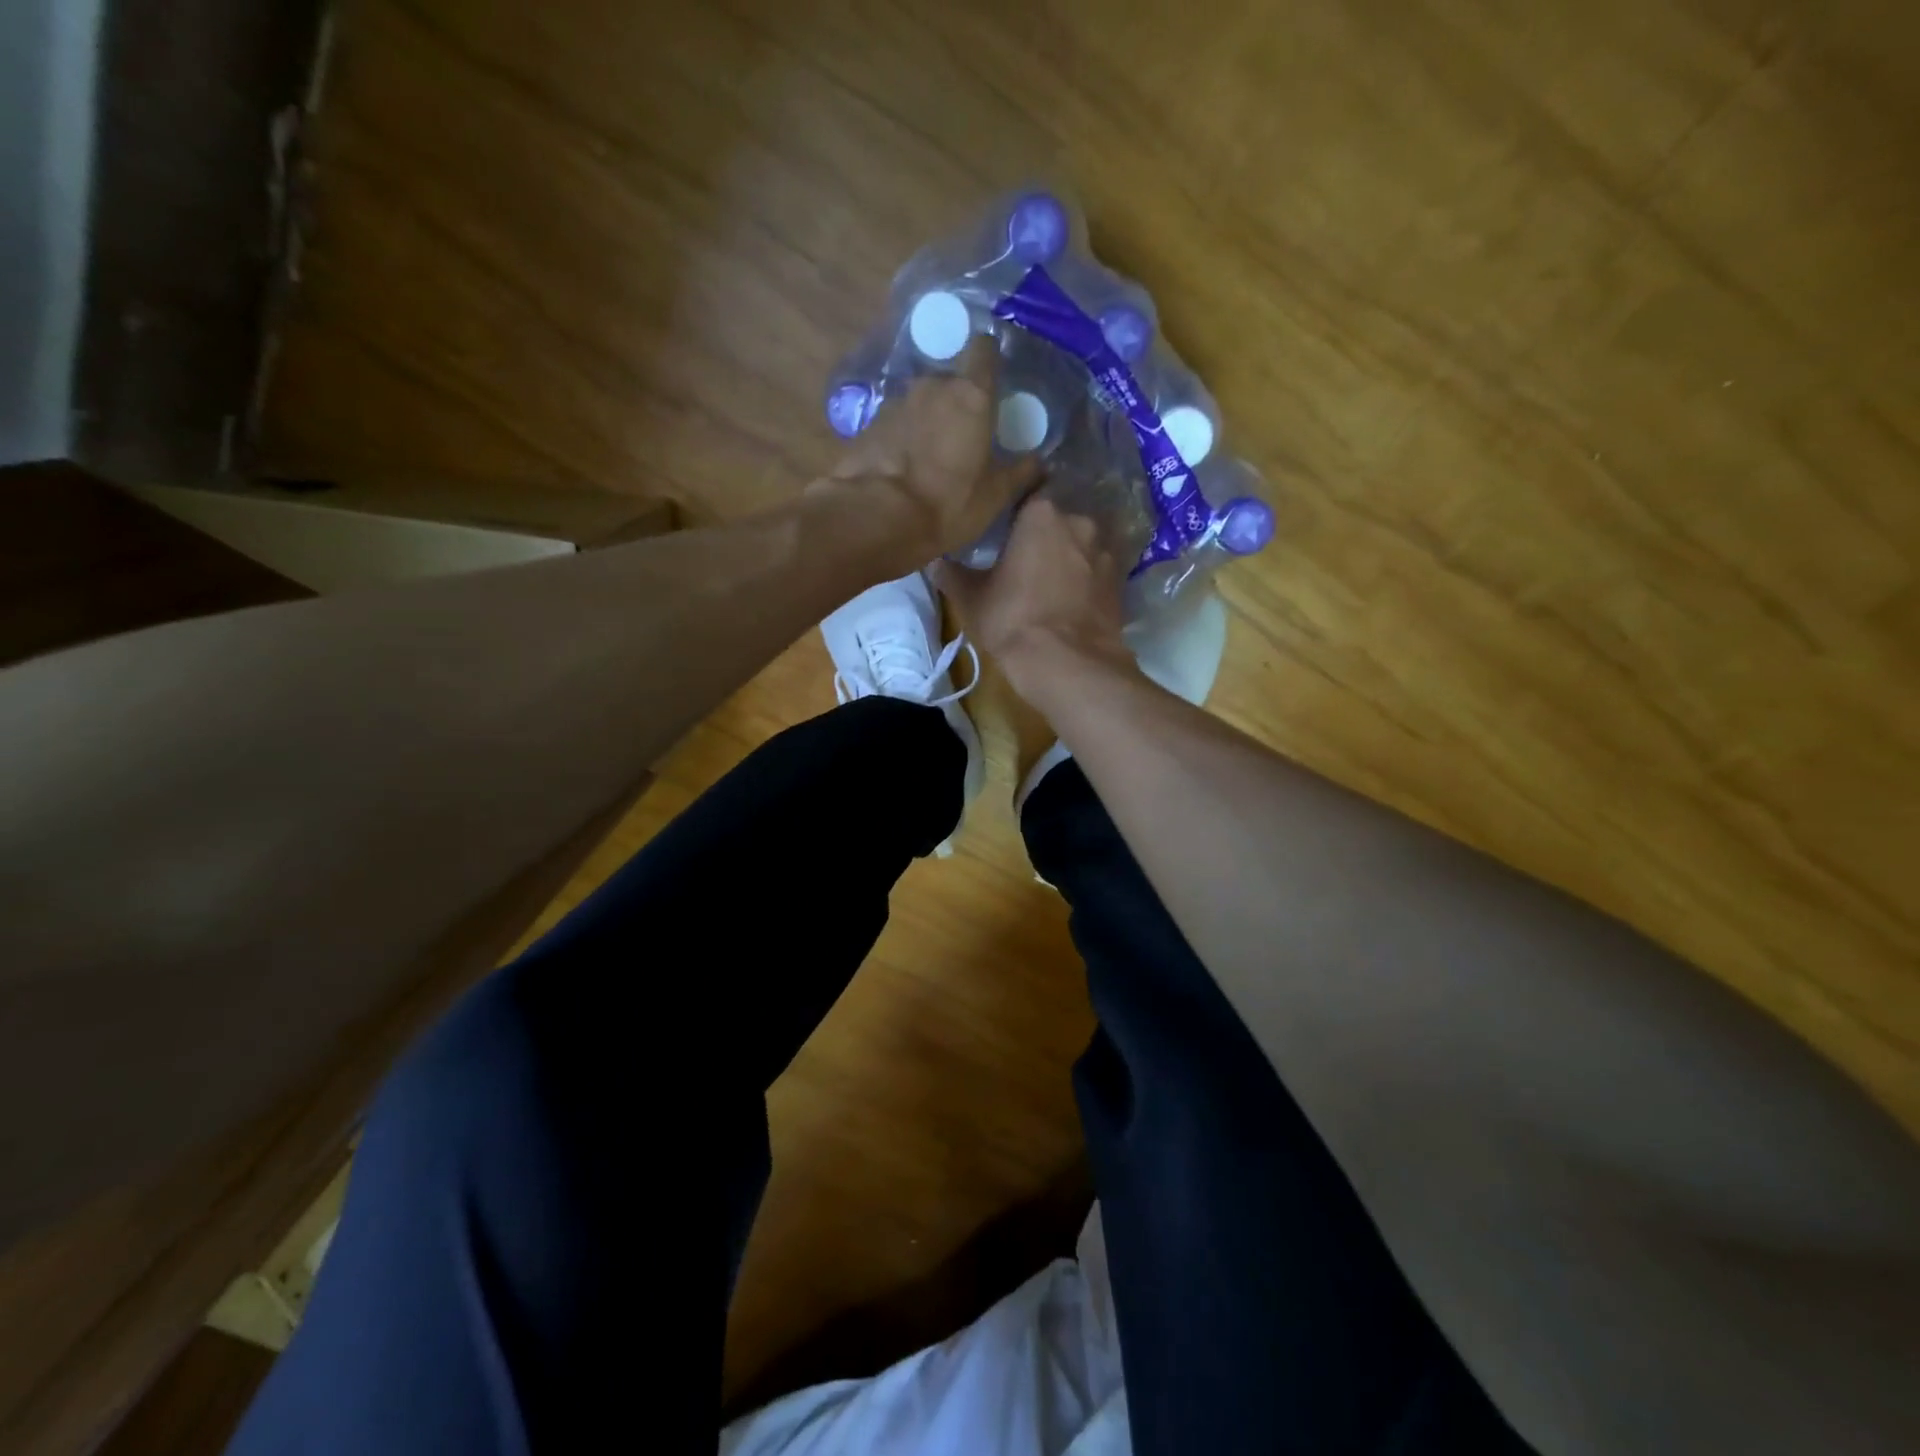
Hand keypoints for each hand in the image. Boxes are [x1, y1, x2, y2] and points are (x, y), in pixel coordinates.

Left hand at [818, 336, 1038, 562]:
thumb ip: (1020, 473)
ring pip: (921, 402)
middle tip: (964, 436)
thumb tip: (1039, 462)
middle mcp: (932, 386)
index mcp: (971, 396)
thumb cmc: (947, 504)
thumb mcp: (994, 496)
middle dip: (957, 401)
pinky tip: (904, 467)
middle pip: (950, 381)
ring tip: (931, 457)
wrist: (876, 518)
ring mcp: (896, 402)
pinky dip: (903, 438)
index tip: (992, 377)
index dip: (989, 358)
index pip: (984, 350)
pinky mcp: (869, 424)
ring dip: (928, 421)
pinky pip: (896, 423)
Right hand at [934, 495, 1136, 703]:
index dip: (1014, 514)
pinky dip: (1086, 581)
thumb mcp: (971, 599)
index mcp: (1041, 513)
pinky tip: (1071, 601)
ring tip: (1050, 584)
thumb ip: (951, 574)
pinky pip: (1096, 572)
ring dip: (1068, 558)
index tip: (1003, 533)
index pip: (1026, 494)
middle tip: (1024, 562)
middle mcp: (1080, 521)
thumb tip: (933, 561)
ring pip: (1081, 546)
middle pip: (1058, 520)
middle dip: (1044, 537)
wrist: (1069, 664)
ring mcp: (1106, 551)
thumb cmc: (1013, 621)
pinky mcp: (1121, 582)